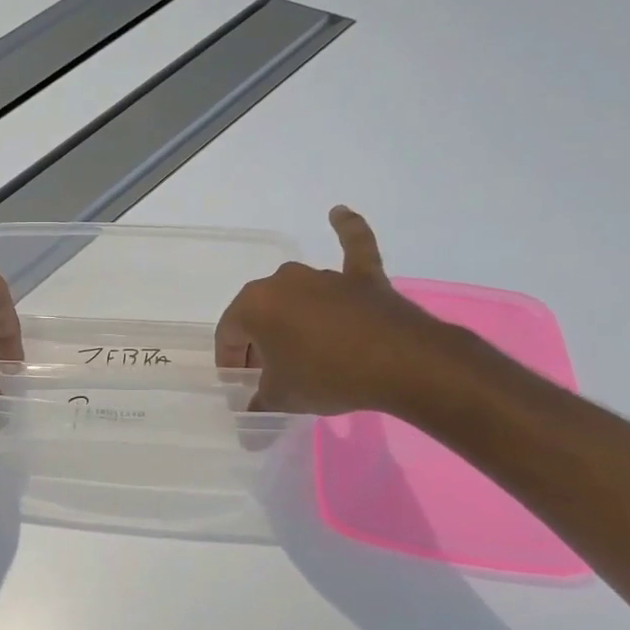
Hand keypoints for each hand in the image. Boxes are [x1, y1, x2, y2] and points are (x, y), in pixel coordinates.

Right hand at [216, 206, 451, 414]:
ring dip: (293, 317)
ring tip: (300, 348)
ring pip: (297, 295)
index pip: (228, 334)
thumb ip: (259, 401)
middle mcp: (283, 281)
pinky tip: (339, 213)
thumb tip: (250, 416)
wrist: (400, 364)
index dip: (230, 361)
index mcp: (254, 305)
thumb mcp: (281, 398)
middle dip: (259, 341)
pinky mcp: (363, 277)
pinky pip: (353, 248)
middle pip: (260, 313)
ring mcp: (325, 275)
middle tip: (268, 372)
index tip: (239, 383)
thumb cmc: (326, 376)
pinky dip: (347, 230)